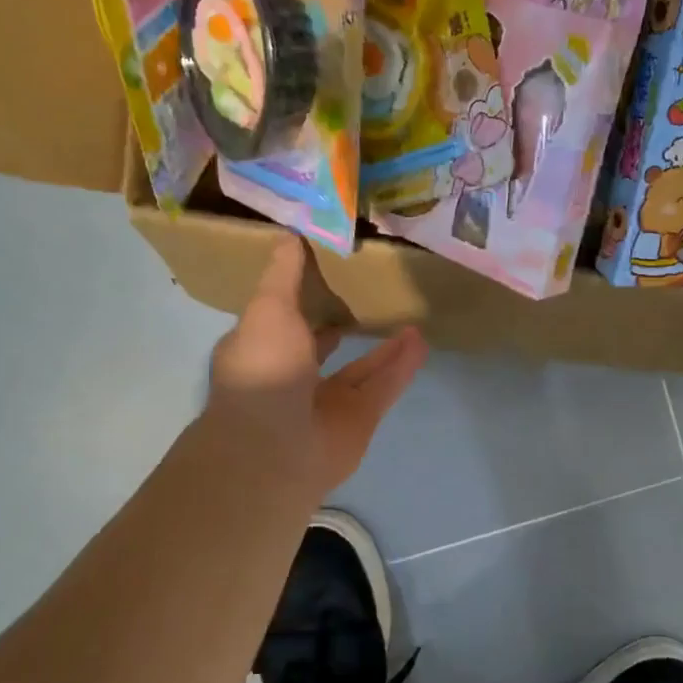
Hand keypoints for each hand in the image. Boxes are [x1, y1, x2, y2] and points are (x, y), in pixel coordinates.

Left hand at [204, 236, 427, 497]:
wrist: (277, 447)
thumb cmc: (264, 369)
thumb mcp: (268, 308)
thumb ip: (283, 274)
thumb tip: (289, 235)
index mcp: (262, 351)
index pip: (281, 321)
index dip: (300, 300)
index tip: (326, 273)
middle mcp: (293, 377)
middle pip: (323, 347)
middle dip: (343, 325)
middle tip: (371, 296)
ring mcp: (327, 402)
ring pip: (361, 368)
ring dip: (383, 346)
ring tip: (409, 318)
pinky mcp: (359, 420)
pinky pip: (383, 387)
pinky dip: (401, 366)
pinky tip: (420, 341)